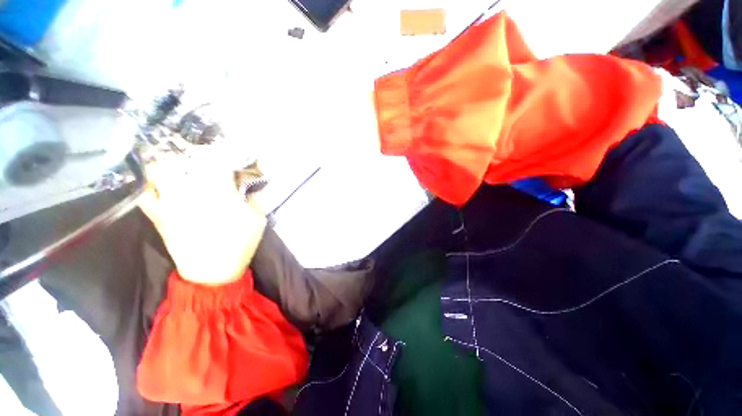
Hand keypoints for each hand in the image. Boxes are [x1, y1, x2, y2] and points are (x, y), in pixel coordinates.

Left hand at [138, 147, 266, 285]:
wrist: (212, 273)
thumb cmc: (240, 245)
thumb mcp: (258, 220)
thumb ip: (253, 197)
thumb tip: (245, 181)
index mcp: (219, 194)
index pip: (217, 162)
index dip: (222, 151)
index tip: (227, 149)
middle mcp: (191, 194)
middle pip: (187, 161)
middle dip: (196, 152)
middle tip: (204, 151)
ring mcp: (171, 204)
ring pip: (162, 171)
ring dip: (170, 160)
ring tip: (180, 156)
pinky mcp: (159, 216)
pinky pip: (147, 194)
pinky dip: (150, 183)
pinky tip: (157, 176)